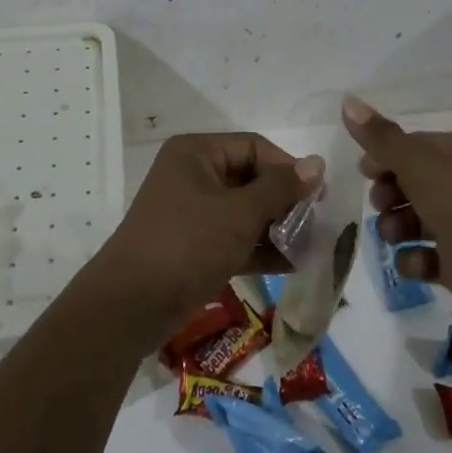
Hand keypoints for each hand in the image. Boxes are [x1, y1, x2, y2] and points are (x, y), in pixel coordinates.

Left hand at [94, 134, 321, 335]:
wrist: (131, 305)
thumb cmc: (187, 244)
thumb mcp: (239, 214)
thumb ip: (280, 189)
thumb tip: (318, 163)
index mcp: (197, 152)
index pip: (253, 147)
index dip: (287, 168)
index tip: (319, 196)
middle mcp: (193, 174)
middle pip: (250, 177)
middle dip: (284, 201)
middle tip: (316, 224)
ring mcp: (192, 211)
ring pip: (244, 210)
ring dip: (276, 227)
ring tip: (311, 246)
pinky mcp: (194, 245)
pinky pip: (234, 237)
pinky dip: (259, 247)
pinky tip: (292, 265)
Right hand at [344, 96, 451, 325]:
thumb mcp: (420, 165)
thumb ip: (381, 138)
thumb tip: (347, 100)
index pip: (415, 145)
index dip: (385, 157)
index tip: (364, 172)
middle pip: (414, 182)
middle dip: (390, 194)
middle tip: (380, 205)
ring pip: (418, 219)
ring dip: (397, 227)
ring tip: (393, 238)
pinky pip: (430, 256)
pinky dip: (416, 260)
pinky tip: (414, 265)